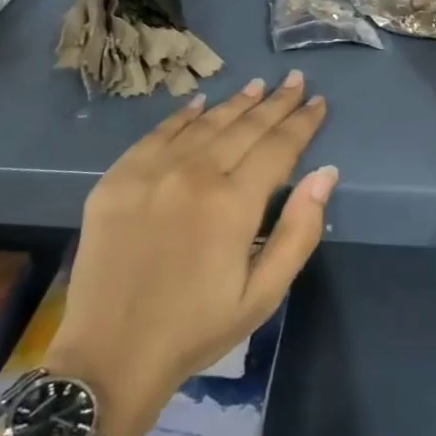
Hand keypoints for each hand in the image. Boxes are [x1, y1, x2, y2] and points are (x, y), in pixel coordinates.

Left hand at [46, 72, 336, 435]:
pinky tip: (199, 103)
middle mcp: (194, 174)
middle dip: (275, 102)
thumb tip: (325, 173)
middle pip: (244, 127)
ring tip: (258, 85)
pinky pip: (157, 133)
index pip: (278, 147)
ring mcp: (151, 171)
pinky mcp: (117, 178)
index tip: (318, 101)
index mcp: (233, 203)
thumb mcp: (262, 295)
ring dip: (235, 103)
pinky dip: (183, 115)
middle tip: (294, 80)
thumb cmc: (196, 329)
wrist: (110, 355)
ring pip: (204, 124)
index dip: (302, 122)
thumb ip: (298, 231)